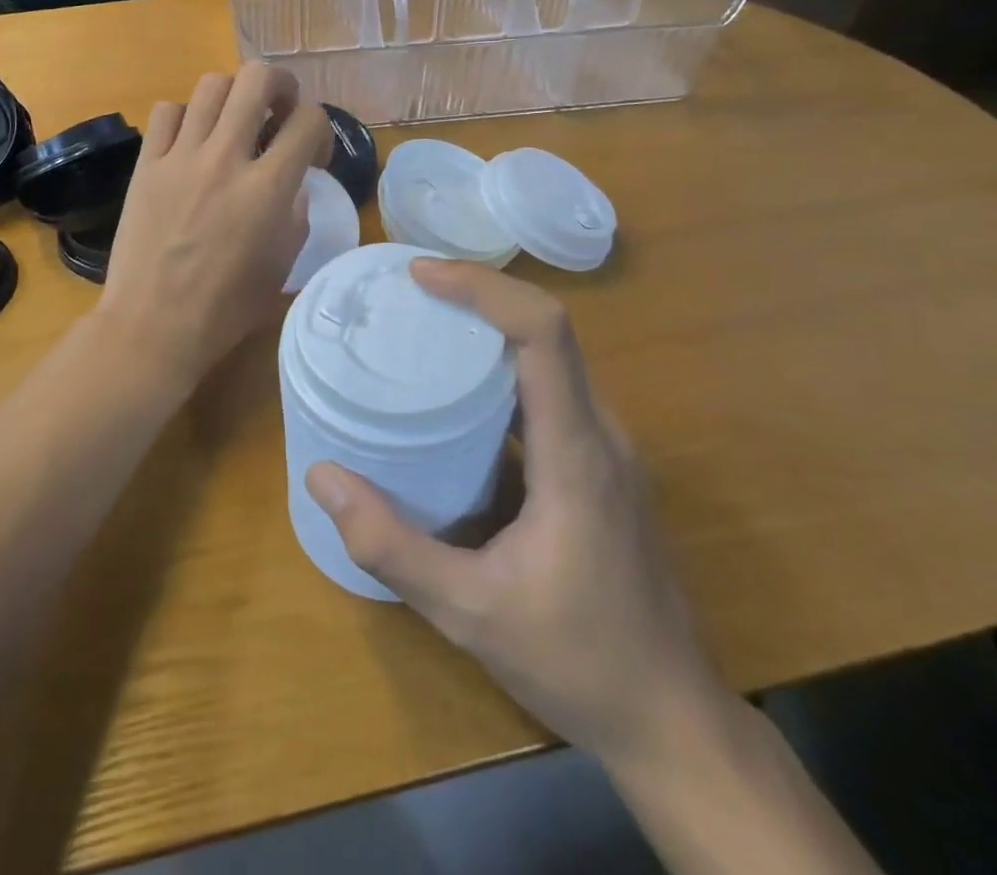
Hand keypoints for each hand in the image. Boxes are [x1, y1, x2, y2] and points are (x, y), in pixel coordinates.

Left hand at [101, 63, 331, 384]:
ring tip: (233, 122)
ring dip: (233, 97)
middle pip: (258, 79)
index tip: (313, 151)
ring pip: (211, 86)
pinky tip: (190, 140)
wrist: (153, 325)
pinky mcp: (146, 164)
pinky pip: (166, 111)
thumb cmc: (226, 307)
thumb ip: (295, 213)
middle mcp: (225, 158)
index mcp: (267, 188)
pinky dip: (185, 116)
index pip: (308, 120)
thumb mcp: (282, 264)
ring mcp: (181, 157)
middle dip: (280, 85)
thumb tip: (292, 182)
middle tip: (278, 109)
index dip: (320, 127)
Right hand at [306, 261, 727, 764]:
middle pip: (546, 332)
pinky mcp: (600, 467)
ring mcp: (607, 450)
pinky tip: (456, 397)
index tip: (422, 275)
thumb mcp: (468, 611)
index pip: (543, 333)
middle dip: (478, 297)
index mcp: (576, 452)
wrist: (674, 721)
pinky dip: (501, 372)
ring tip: (422, 328)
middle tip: (407, 294)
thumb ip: (391, 546)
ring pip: (550, 360)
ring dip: (489, 331)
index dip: (484, 288)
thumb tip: (323, 478)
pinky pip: (550, 393)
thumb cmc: (577, 663)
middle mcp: (600, 433)